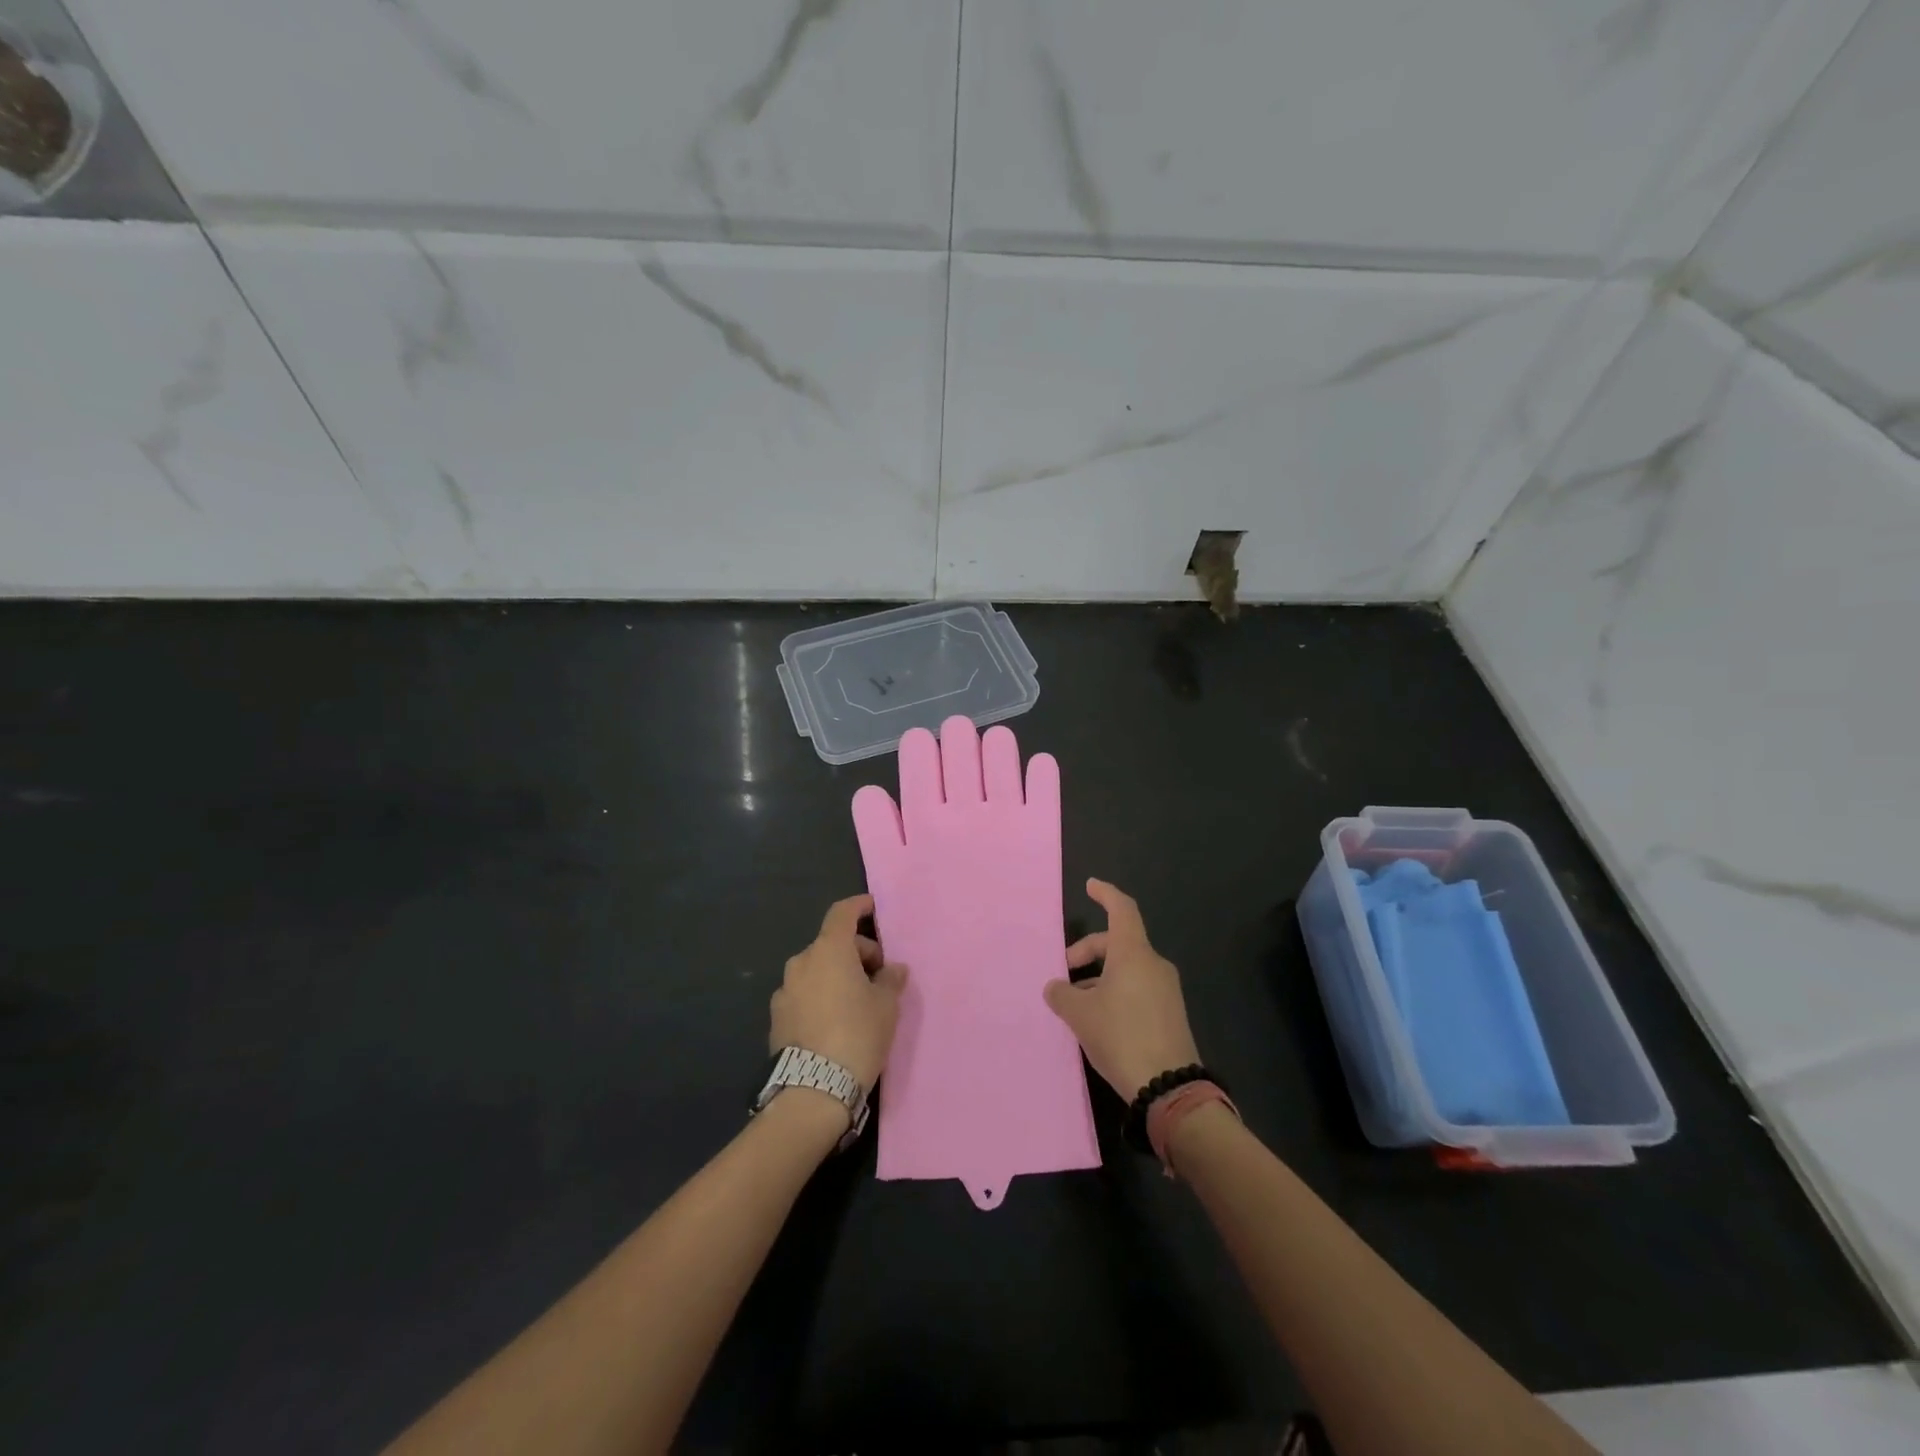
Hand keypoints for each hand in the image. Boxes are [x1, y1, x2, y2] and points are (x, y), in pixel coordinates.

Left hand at [770, 894, 907, 1091]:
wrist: (813, 1090)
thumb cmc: (857, 1035)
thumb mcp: (886, 1006)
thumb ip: (890, 980)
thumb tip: (893, 969)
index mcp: (829, 950)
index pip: (841, 913)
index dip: (858, 906)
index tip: (871, 906)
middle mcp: (802, 963)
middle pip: (832, 944)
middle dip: (856, 953)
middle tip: (878, 977)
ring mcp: (784, 991)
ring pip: (816, 970)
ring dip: (836, 976)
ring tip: (857, 1003)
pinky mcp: (776, 1018)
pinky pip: (804, 995)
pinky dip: (820, 997)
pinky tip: (835, 1022)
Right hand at [1042, 879, 1200, 1100]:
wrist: (1169, 1088)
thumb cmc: (1121, 1036)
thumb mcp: (1080, 1014)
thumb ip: (1062, 994)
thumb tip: (1056, 987)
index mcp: (1133, 953)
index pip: (1121, 909)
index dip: (1105, 894)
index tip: (1091, 885)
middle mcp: (1153, 964)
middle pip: (1118, 941)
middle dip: (1089, 950)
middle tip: (1065, 971)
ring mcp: (1166, 989)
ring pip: (1127, 967)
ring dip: (1100, 976)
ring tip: (1077, 1002)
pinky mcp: (1170, 1013)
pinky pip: (1138, 987)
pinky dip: (1116, 990)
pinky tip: (1099, 1018)